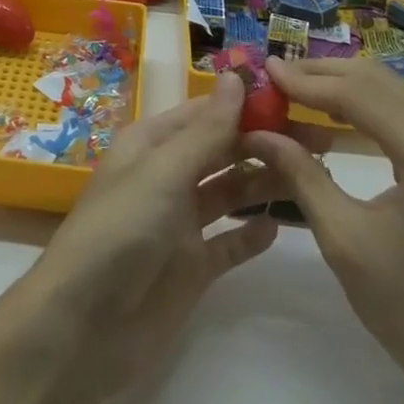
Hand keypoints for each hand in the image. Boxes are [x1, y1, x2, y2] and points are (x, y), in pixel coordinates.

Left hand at [10, 71, 281, 397]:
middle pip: (220, 151)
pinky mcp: (191, 268)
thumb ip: (206, 131)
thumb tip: (236, 77)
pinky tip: (281, 226)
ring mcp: (179, 224)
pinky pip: (228, 243)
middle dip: (262, 143)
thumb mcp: (164, 172)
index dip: (244, 105)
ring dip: (262, 182)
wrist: (85, 326)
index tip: (292, 99)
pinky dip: (251, 234)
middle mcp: (166, 177)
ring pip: (228, 193)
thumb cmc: (121, 230)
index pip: (204, 113)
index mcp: (151, 145)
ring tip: (311, 174)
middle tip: (318, 140)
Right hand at [243, 57, 403, 403]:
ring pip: (394, 90)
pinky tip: (334, 113)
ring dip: (344, 85)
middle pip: (379, 81)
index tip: (265, 68)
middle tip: (276, 75)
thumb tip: (256, 131)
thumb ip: (299, 173)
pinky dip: (367, 104)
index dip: (307, 81)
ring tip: (296, 89)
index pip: (359, 95)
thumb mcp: (342, 238)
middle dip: (323, 74)